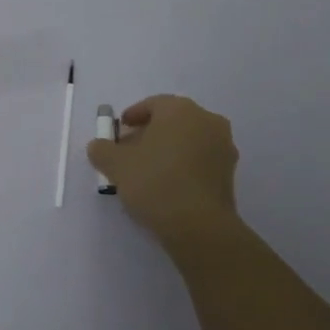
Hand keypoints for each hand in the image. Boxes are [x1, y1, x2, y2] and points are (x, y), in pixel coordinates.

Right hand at [88, 95, 239, 248]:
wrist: (199, 225)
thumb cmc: (155, 182)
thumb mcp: (116, 165)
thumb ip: (102, 149)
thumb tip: (99, 146)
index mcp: (180, 110)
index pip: (152, 104)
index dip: (132, 116)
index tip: (118, 132)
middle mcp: (207, 120)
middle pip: (172, 121)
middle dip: (149, 133)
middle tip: (129, 152)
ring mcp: (223, 146)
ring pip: (188, 140)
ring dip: (167, 149)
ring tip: (146, 171)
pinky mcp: (230, 172)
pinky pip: (200, 159)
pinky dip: (183, 164)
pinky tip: (167, 184)